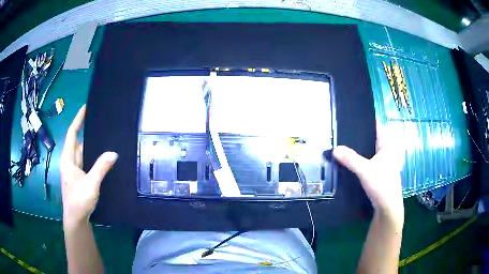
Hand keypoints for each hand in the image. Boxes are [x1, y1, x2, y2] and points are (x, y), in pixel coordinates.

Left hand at [60, 105, 117, 227]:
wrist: (76, 219)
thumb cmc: (79, 200)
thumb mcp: (91, 184)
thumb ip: (101, 168)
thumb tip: (114, 153)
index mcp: (68, 159)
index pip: (72, 134)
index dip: (78, 120)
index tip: (85, 107)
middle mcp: (70, 161)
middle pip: (78, 142)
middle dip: (86, 130)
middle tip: (100, 121)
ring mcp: (74, 170)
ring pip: (83, 152)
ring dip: (91, 145)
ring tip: (104, 137)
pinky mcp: (79, 177)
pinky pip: (86, 161)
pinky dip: (93, 157)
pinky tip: (102, 157)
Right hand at [333, 123, 403, 222]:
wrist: (387, 208)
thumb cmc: (382, 186)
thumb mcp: (365, 171)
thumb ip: (351, 159)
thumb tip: (334, 148)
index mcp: (387, 145)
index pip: (376, 125)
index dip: (364, 120)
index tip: (348, 117)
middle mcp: (386, 150)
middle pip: (370, 137)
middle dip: (357, 135)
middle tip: (340, 130)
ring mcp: (382, 161)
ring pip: (368, 149)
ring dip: (357, 147)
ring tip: (341, 142)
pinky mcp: (377, 170)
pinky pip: (367, 158)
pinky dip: (359, 157)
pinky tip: (348, 159)